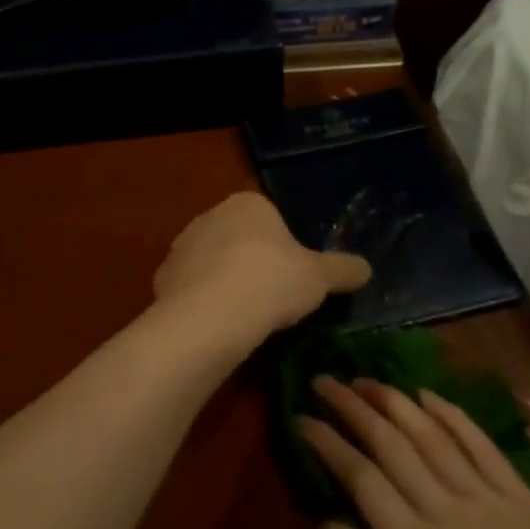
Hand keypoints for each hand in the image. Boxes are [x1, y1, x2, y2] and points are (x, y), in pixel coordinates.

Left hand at [153, 193, 370, 346]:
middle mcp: (210, 215)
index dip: (283, 249)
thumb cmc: (272, 281)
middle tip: (271, 299)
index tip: (291, 278)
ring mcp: (182, 245)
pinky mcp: (163, 276)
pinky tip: (216, 325)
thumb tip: (366, 268)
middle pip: (238, 239)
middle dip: (252, 264)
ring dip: (225, 283)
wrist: (212, 314)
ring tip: (244, 317)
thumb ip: (343, 269)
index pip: (270, 219)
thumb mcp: (319, 277)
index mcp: (248, 204)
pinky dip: (202, 302)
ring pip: (212, 263)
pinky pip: (190, 287)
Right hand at [299, 377, 529, 528]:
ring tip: (365, 378)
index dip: (329, 443)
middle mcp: (451, 510)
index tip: (301, 417)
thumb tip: (324, 527)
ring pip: (432, 434)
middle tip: (324, 380)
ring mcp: (492, 501)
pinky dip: (452, 415)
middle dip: (354, 408)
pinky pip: (482, 445)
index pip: (362, 478)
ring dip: (395, 401)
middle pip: (393, 444)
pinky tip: (430, 396)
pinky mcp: (527, 502)